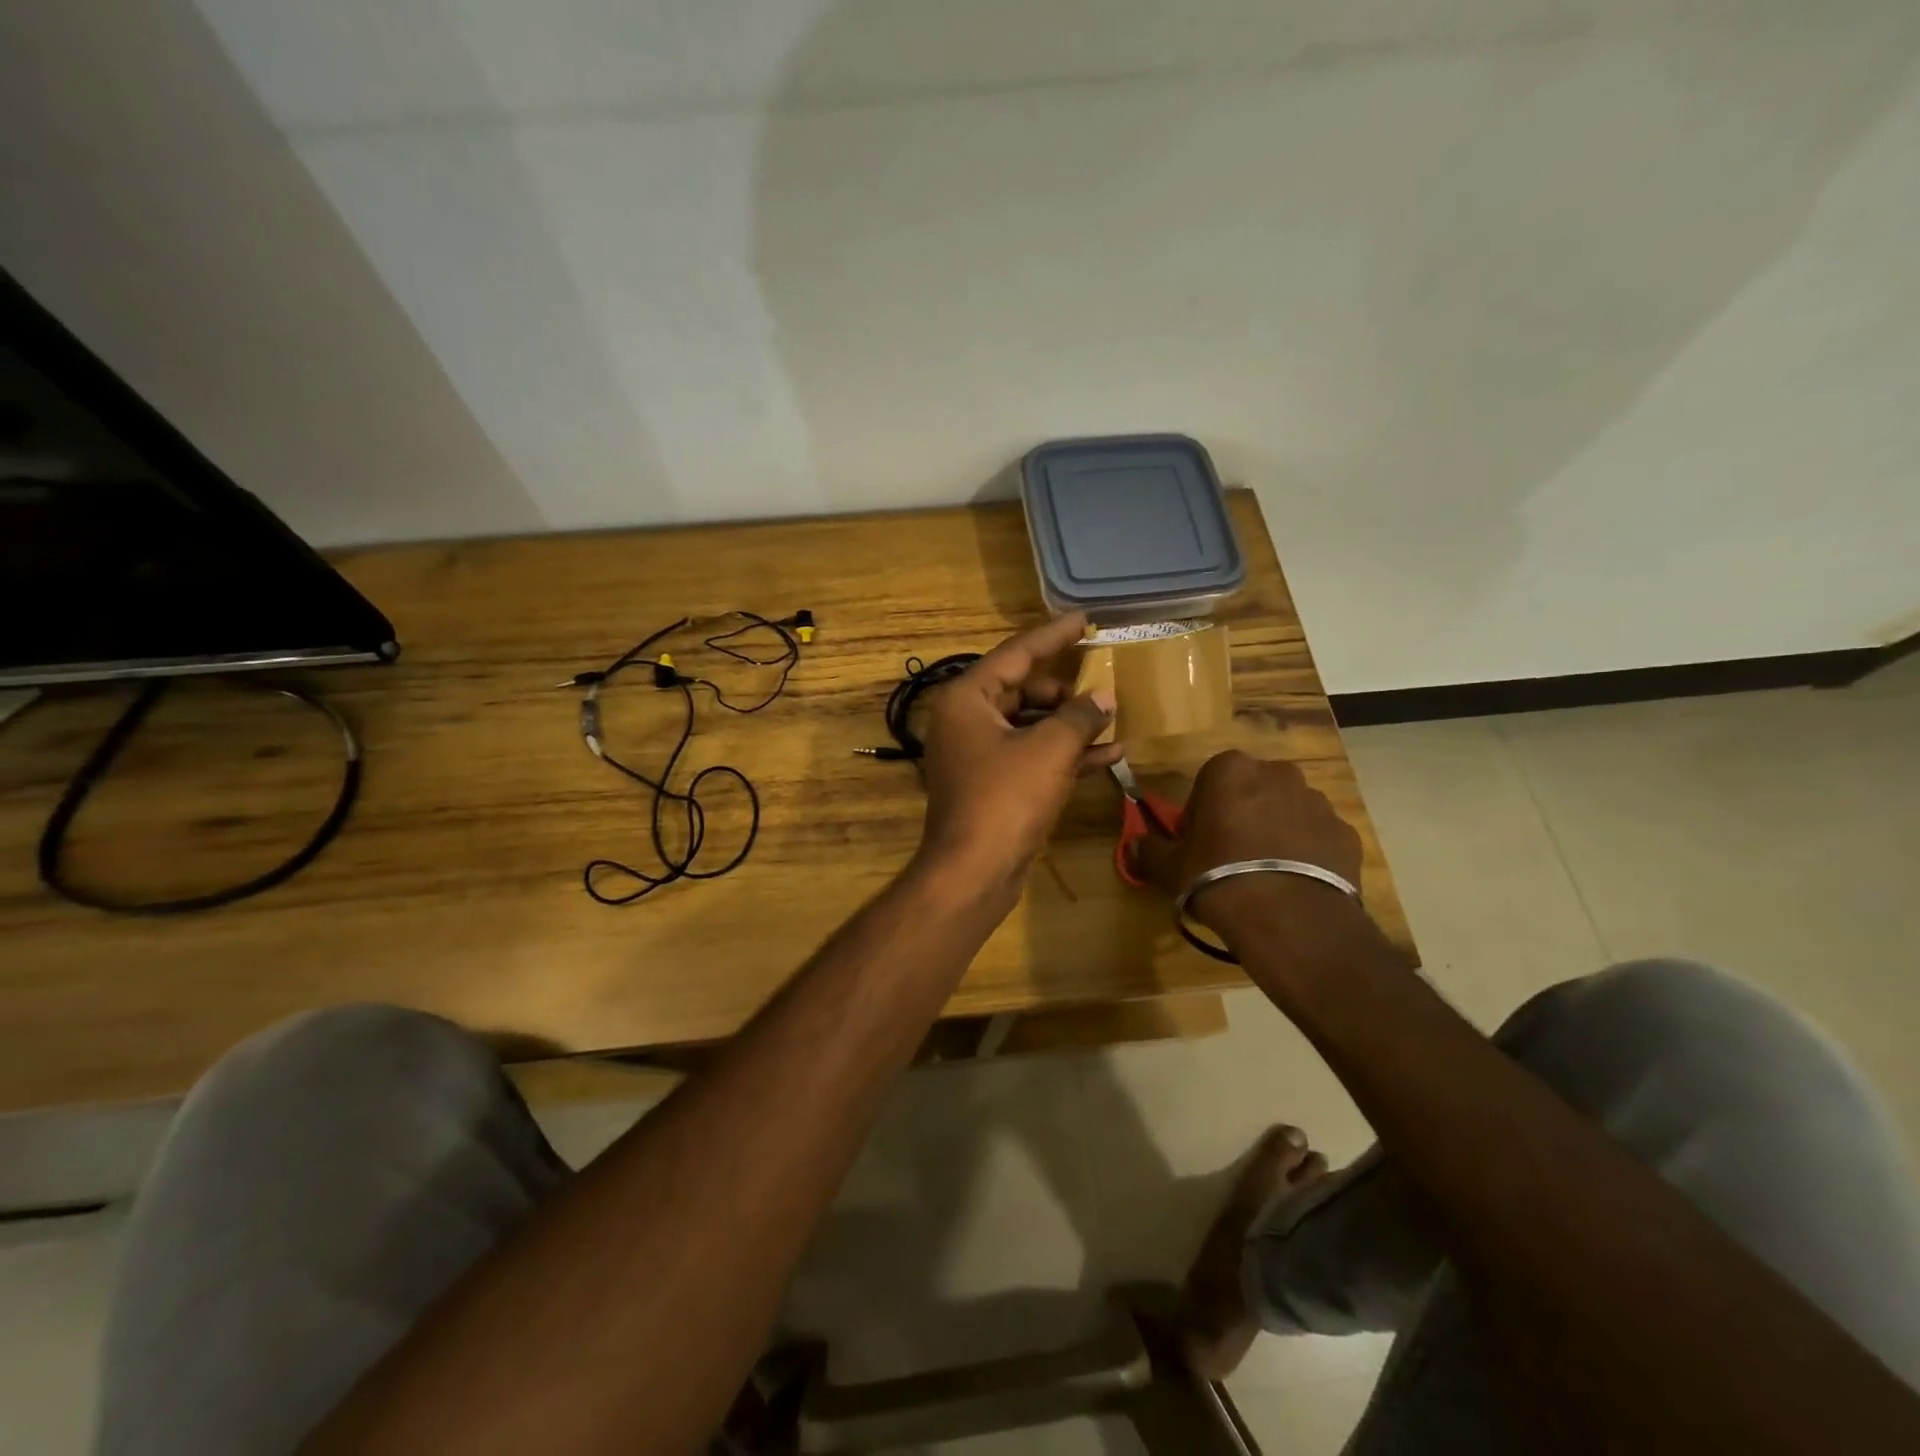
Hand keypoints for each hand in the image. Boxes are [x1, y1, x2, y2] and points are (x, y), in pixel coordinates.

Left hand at [916, 613, 1120, 894]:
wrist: (973, 872)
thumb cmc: (1006, 799)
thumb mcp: (1049, 749)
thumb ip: (1079, 716)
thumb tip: (1102, 697)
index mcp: (967, 698)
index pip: (1015, 654)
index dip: (1052, 636)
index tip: (1083, 620)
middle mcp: (967, 720)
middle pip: (1022, 689)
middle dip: (1065, 690)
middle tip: (1103, 683)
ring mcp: (978, 755)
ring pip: (1030, 725)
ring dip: (1071, 725)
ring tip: (1113, 718)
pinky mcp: (993, 785)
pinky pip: (1032, 756)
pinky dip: (1065, 754)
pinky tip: (1109, 755)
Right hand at [1131, 750, 1362, 927]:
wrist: (1289, 919)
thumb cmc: (1218, 877)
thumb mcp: (1170, 867)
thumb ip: (1150, 849)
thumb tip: (1135, 843)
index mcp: (1231, 770)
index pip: (1208, 781)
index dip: (1201, 813)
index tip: (1198, 843)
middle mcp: (1278, 775)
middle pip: (1252, 792)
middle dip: (1242, 816)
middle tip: (1229, 857)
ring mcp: (1318, 803)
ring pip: (1287, 812)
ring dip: (1275, 832)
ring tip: (1265, 875)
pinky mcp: (1346, 834)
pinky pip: (1317, 838)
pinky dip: (1307, 853)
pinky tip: (1293, 884)